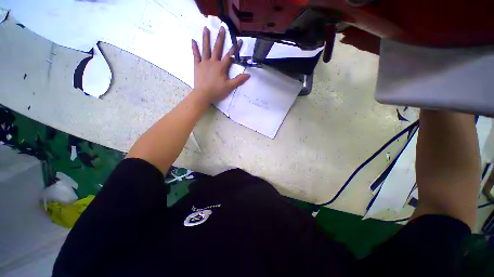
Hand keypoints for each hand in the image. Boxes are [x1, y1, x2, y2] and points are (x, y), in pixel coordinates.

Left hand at [191, 26, 249, 104]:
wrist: (203, 95)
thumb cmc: (217, 91)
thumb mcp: (229, 87)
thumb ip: (238, 80)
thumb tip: (248, 74)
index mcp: (221, 67)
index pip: (230, 55)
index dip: (235, 48)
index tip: (239, 40)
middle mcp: (213, 62)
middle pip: (217, 48)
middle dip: (220, 38)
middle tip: (221, 27)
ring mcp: (204, 63)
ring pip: (206, 48)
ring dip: (206, 38)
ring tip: (206, 28)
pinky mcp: (197, 66)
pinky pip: (196, 55)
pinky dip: (194, 48)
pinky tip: (193, 40)